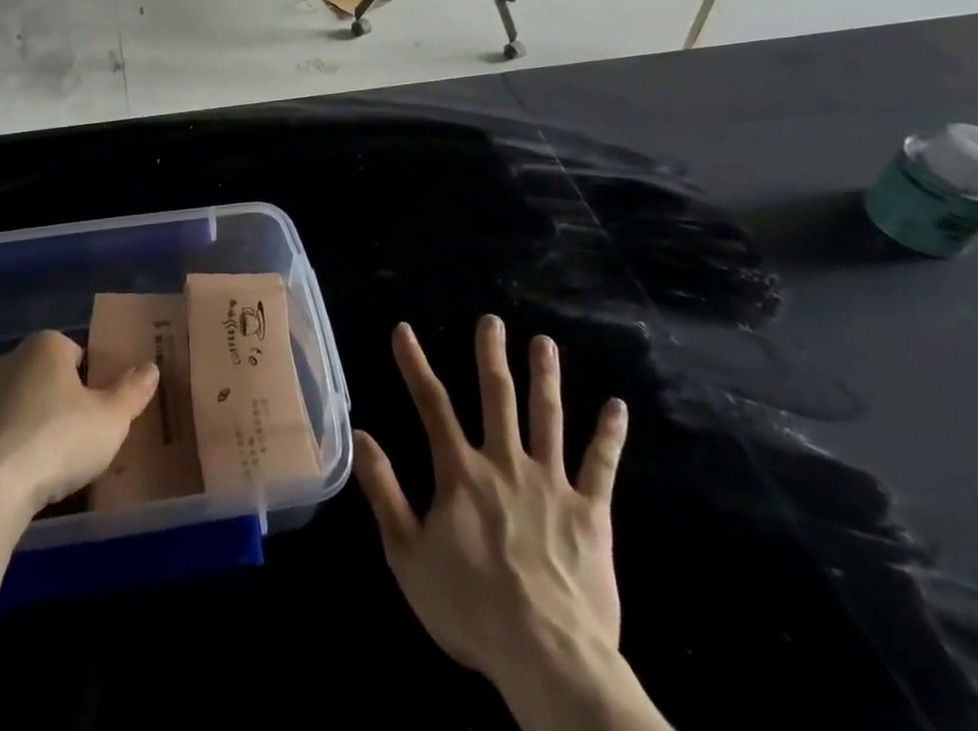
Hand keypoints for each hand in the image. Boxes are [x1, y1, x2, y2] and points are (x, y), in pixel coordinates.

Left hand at [0, 331, 159, 522]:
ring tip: (38, 470)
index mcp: (44, 347)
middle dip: (53, 402)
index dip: (88, 380)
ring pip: (7, 407)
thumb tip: (151, 367)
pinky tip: (5, 485)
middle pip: (38, 377)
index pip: (73, 351)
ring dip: (20, 427)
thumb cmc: (54, 443)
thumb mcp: (110, 421)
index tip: (95, 413)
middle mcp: (5, 360)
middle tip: (71, 442)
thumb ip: (132, 392)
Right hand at [355, 319, 628, 690]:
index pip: (432, 405)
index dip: (415, 364)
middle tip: (492, 320)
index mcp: (461, 472)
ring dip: (545, 378)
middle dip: (491, 355)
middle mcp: (505, 463)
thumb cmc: (470, 608)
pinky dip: (609, 435)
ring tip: (545, 343)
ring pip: (547, 418)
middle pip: (497, 397)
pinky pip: (601, 467)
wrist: (547, 657)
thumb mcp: (407, 554)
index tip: (404, 330)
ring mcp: (551, 484)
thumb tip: (360, 435)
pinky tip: (618, 407)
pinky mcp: (591, 513)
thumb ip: (384, 491)